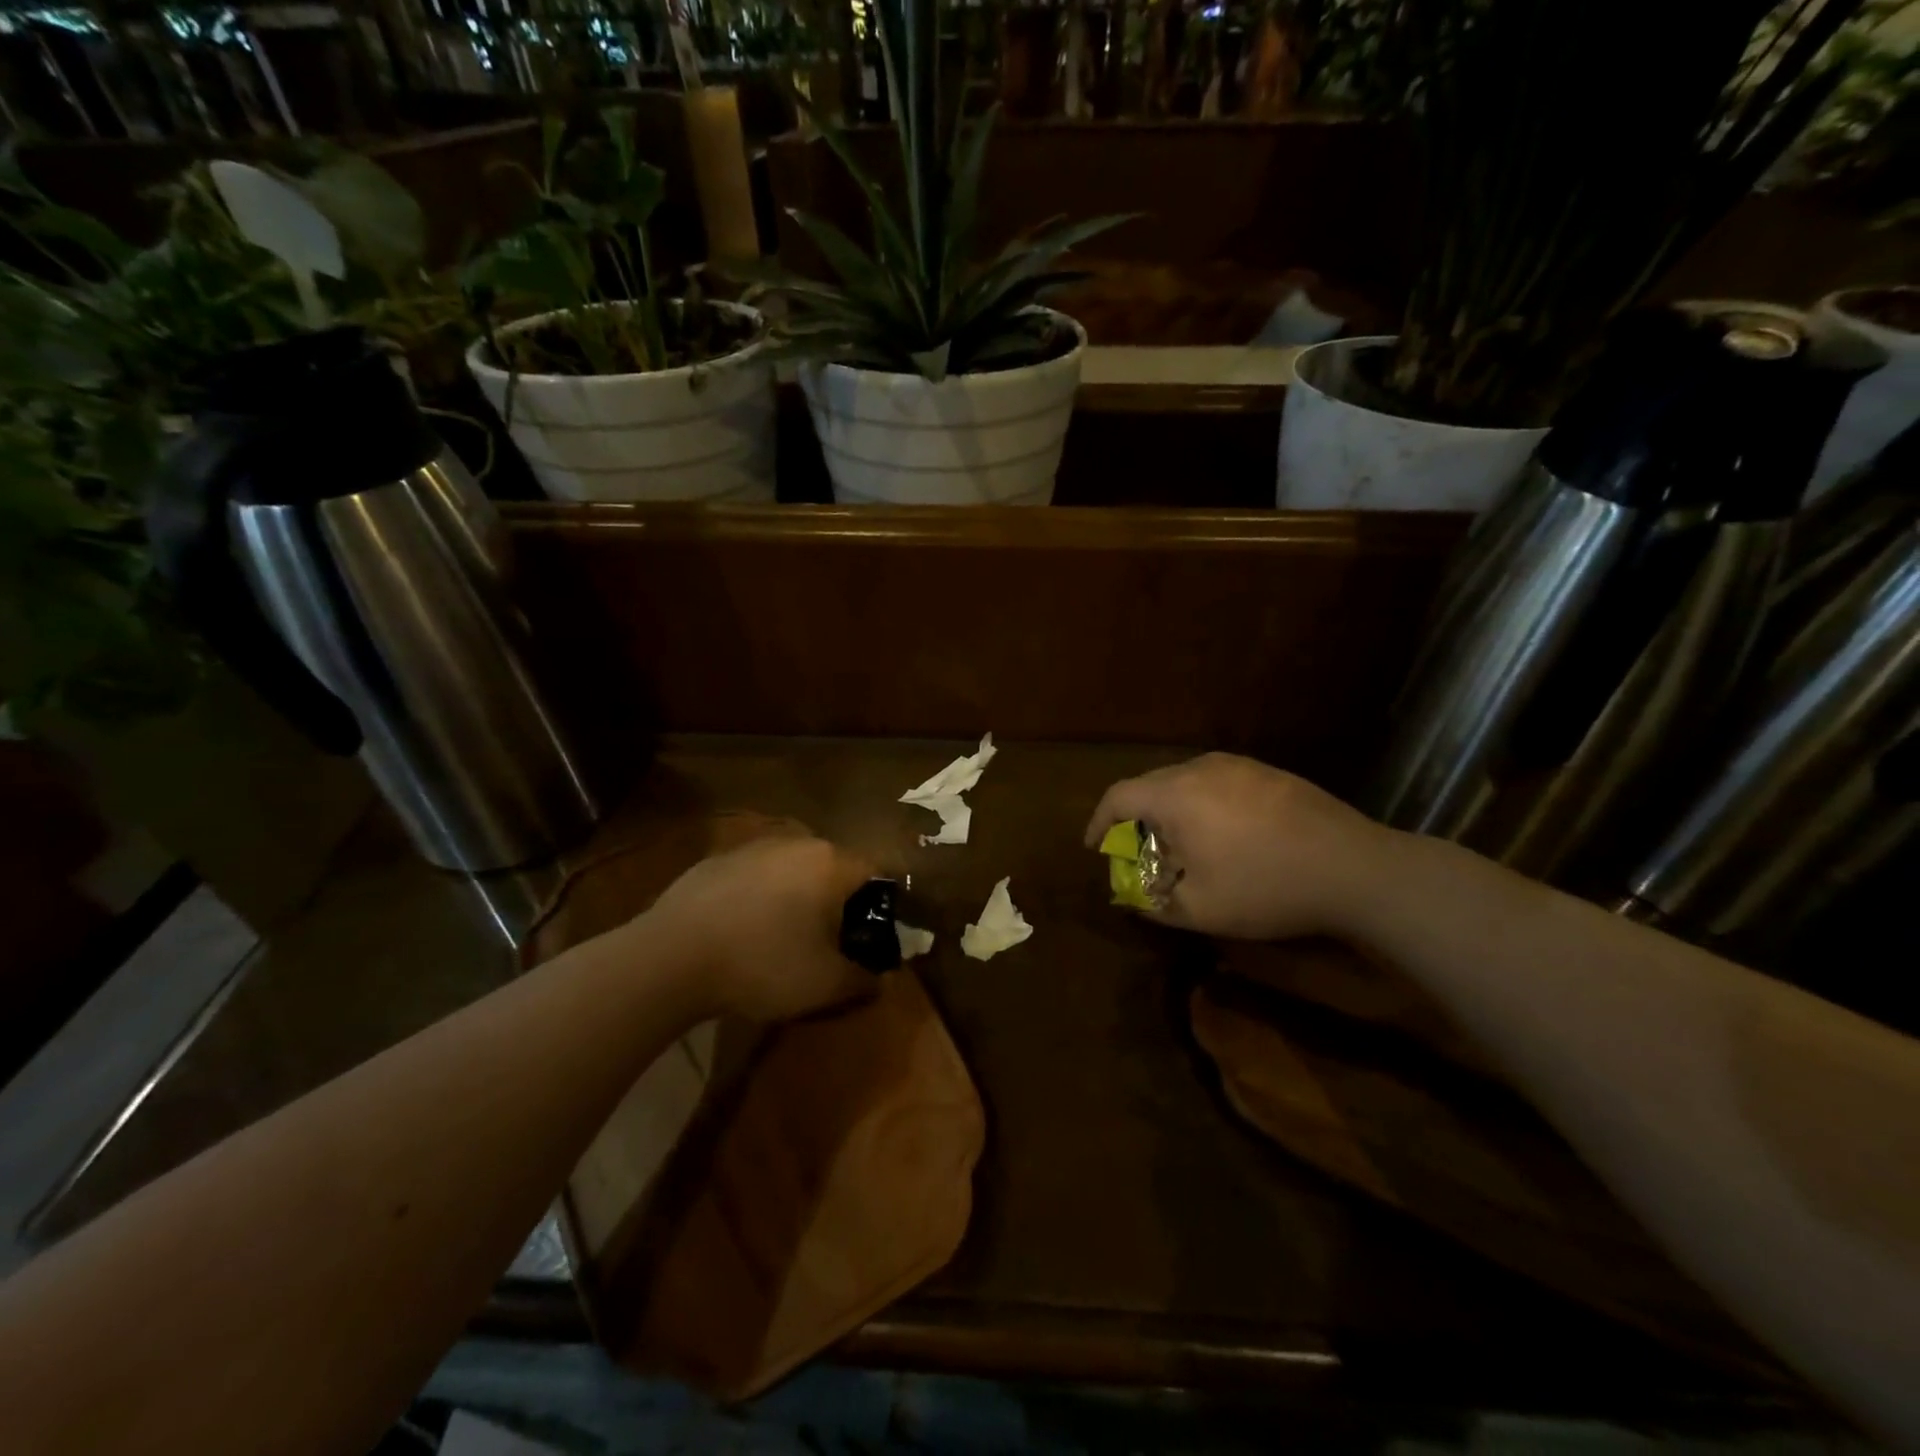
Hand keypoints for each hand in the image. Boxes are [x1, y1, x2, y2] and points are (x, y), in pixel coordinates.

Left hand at [644, 832, 880, 1021]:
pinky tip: (742, 931)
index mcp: (831, 863)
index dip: (881, 906)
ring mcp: (752, 847)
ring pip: (792, 869)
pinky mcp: (715, 859)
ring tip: (783, 938)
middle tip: (830, 942)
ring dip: (797, 897)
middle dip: (838, 902)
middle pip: (833, 868)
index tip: (871, 938)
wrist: (671, 957)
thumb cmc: (763, 963)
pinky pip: (754, 876)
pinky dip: (758, 897)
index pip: (875, 873)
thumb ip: (864, 980)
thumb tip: (881, 979)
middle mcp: (797, 842)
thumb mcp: (826, 984)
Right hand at [1084, 753, 1390, 940]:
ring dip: (1170, 808)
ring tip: (1180, 841)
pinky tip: (1224, 832)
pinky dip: (1202, 803)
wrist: (1354, 868)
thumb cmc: (1266, 887)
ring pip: (1184, 780)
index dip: (1099, 821)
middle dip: (1134, 816)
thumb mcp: (1200, 910)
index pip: (1118, 796)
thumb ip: (1154, 903)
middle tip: (1137, 849)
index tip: (1095, 846)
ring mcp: (1238, 765)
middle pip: (1149, 784)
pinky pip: (1217, 781)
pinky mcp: (1268, 772)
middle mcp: (1200, 768)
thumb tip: (1133, 898)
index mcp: (1175, 795)